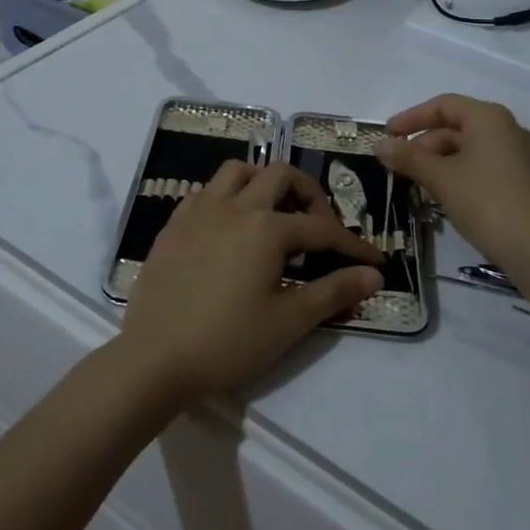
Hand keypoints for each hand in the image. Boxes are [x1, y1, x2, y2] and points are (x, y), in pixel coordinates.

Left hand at [119, 162, 383, 406]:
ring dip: (263, 182)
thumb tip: (373, 275)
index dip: (352, 245)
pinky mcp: (174, 224)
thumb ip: (333, 292)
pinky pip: (206, 191)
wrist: (154, 358)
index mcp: (266, 228)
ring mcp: (199, 210)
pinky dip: (228, 197)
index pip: (322, 228)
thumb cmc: (227, 342)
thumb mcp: (288, 321)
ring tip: (275, 214)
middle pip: (280, 175)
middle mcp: (234, 205)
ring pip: (238, 171)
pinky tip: (230, 228)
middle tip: (319, 228)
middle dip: (309, 195)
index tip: (374, 261)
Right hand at [375, 94, 529, 267]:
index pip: (443, 105)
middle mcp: (507, 129)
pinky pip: (483, 165)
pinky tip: (444, 195)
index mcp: (488, 118)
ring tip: (417, 182)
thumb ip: (409, 158)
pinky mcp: (524, 180)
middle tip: (399, 164)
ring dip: (440, 161)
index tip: (388, 135)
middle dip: (424, 143)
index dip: (412, 118)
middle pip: (457, 126)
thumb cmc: (485, 202)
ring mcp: (519, 155)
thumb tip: (379, 144)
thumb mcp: (441, 178)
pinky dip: (459, 173)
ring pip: (469, 148)